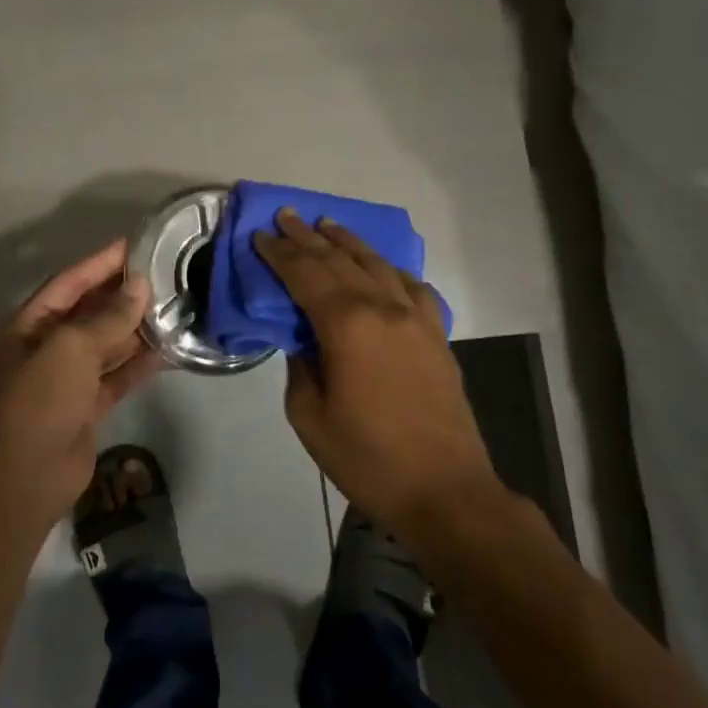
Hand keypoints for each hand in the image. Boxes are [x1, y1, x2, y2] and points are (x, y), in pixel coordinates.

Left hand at [0, 239, 161, 524]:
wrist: (23, 478)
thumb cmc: (38, 401)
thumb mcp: (70, 349)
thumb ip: (107, 318)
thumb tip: (140, 287)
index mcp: (30, 325)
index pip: (69, 282)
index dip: (101, 263)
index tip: (136, 245)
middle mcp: (47, 347)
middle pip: (89, 311)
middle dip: (123, 295)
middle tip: (165, 276)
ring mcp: (67, 379)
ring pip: (107, 345)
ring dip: (136, 329)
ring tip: (174, 308)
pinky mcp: (86, 407)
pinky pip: (116, 377)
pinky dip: (139, 365)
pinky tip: (168, 351)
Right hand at [253, 210, 501, 535]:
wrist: (446, 491)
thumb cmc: (368, 459)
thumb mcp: (310, 417)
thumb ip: (299, 367)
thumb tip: (301, 340)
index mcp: (347, 326)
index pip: (306, 275)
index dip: (280, 253)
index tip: (261, 235)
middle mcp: (383, 309)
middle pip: (340, 261)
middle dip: (308, 237)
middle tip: (286, 216)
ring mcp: (416, 319)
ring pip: (377, 265)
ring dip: (349, 242)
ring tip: (327, 225)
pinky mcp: (437, 335)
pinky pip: (412, 287)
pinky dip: (391, 270)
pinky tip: (382, 267)